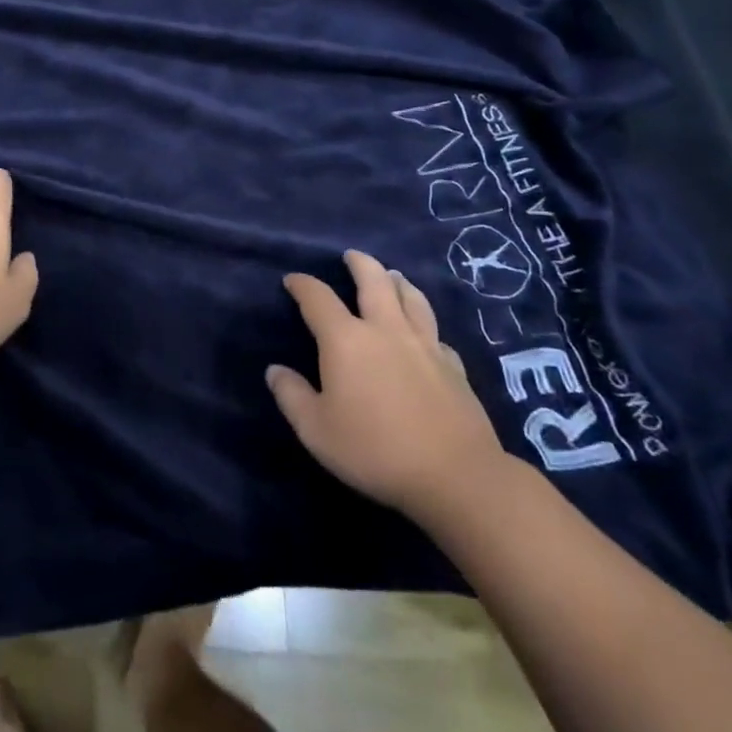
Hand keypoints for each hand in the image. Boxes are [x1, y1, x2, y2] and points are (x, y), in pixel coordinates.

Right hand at [267, 249, 508, 526]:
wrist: (456, 476)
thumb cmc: (375, 450)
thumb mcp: (316, 430)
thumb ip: (292, 396)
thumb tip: (275, 371)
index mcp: (346, 340)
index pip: (318, 298)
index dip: (302, 285)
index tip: (292, 280)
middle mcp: (386, 330)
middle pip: (374, 280)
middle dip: (359, 263)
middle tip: (351, 256)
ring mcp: (425, 345)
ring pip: (412, 298)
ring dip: (398, 282)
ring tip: (392, 276)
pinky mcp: (454, 366)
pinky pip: (436, 334)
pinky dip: (425, 326)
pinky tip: (425, 334)